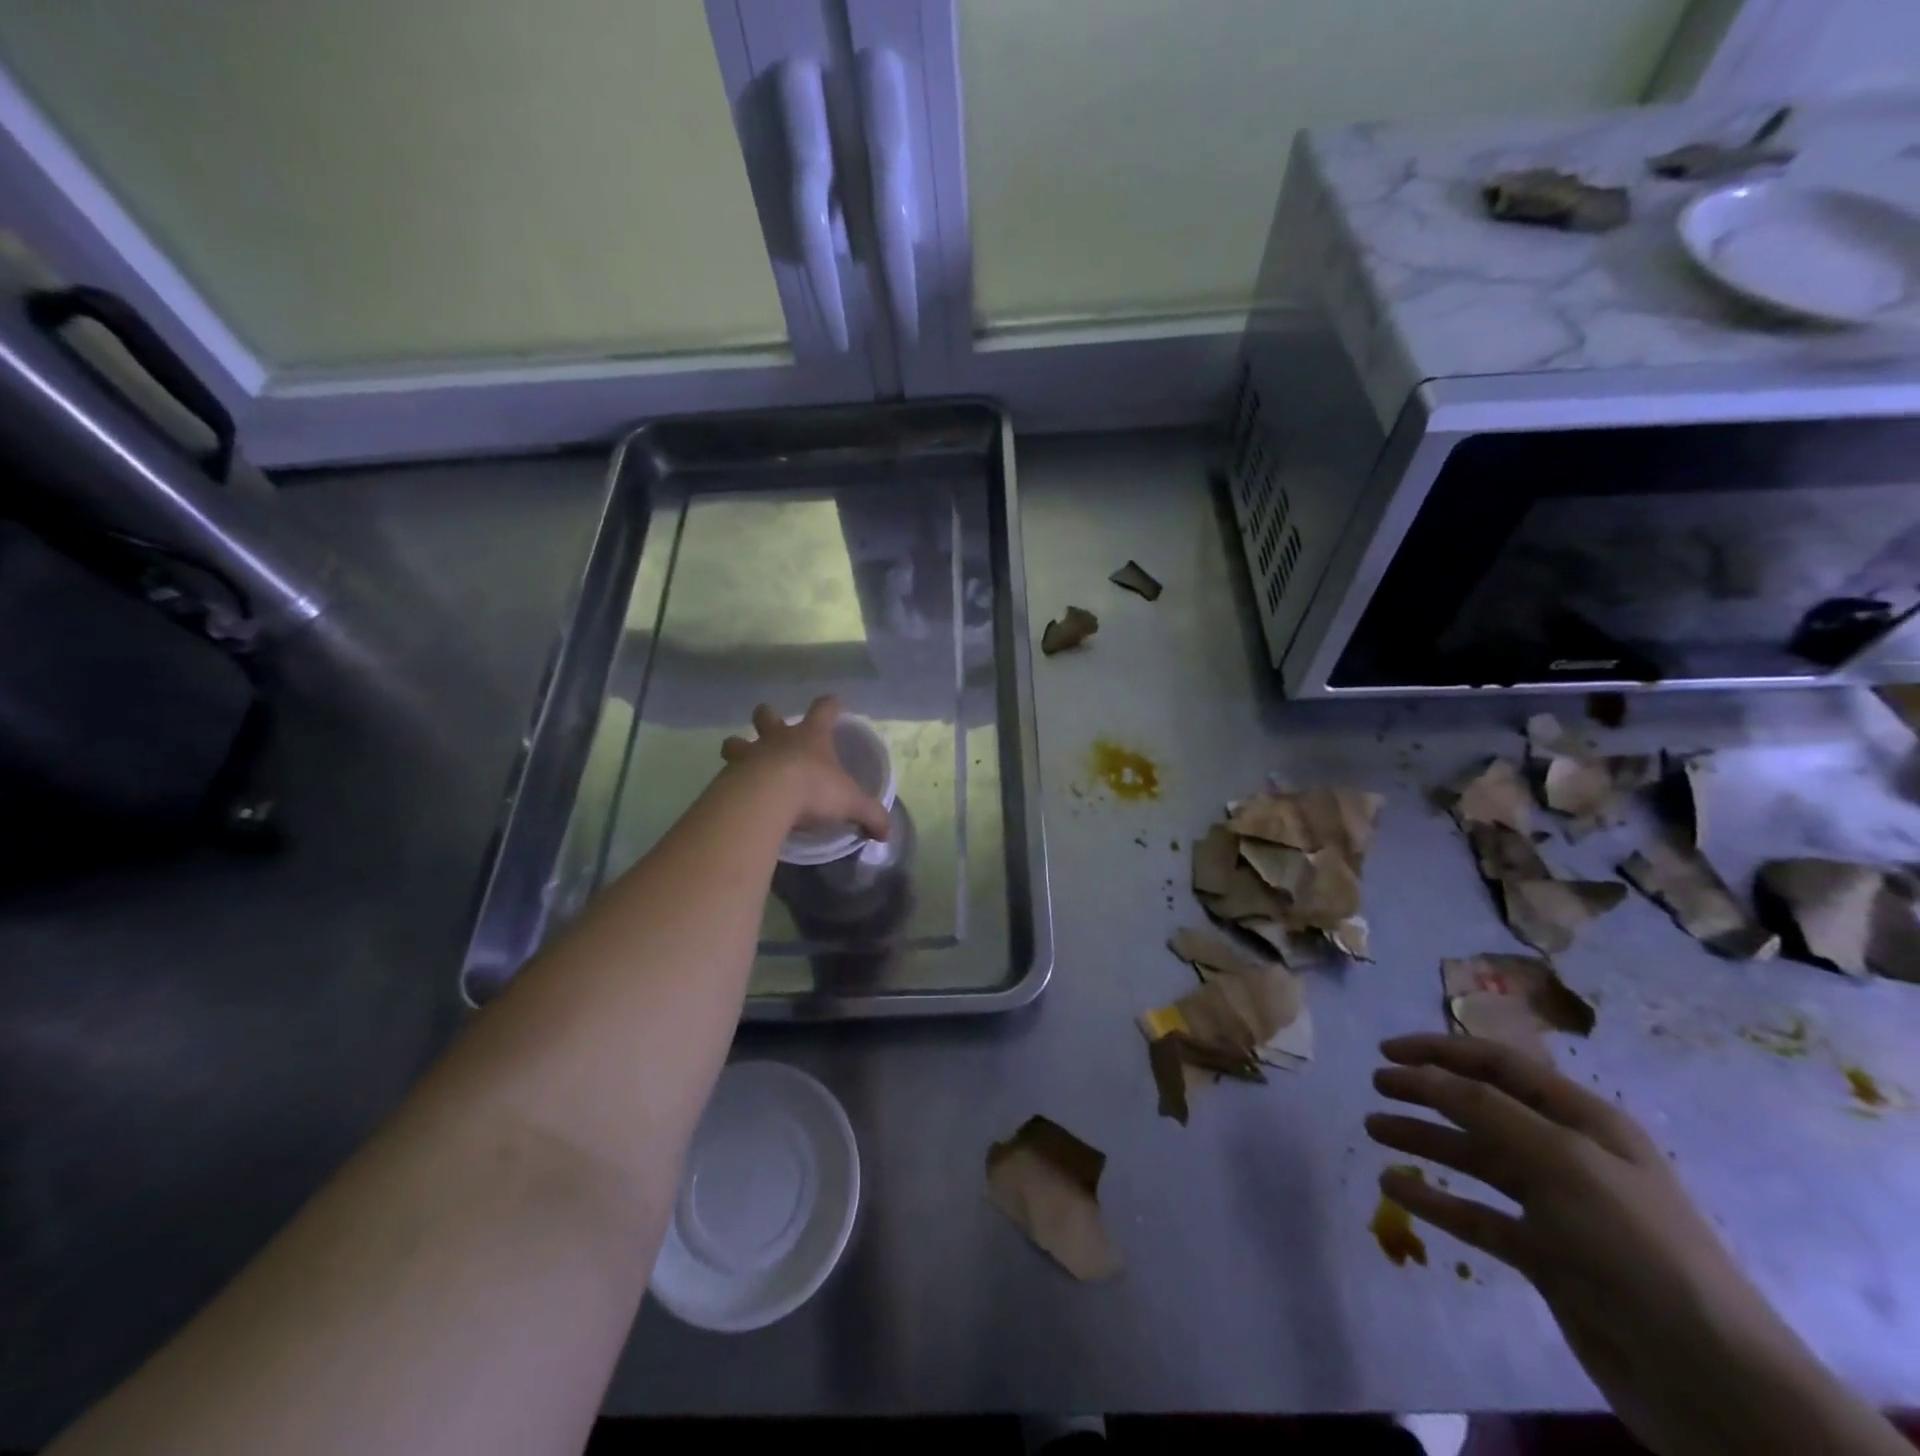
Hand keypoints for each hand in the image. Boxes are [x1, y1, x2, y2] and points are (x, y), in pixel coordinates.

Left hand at [720, 697, 890, 842]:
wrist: (765, 799)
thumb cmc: (813, 790)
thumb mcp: (851, 804)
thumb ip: (870, 815)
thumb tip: (886, 832)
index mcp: (812, 736)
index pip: (824, 709)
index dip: (831, 705)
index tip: (836, 704)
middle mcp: (778, 738)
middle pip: (767, 716)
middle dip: (768, 717)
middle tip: (771, 724)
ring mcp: (750, 754)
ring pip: (736, 741)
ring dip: (738, 746)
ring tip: (742, 758)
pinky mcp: (729, 776)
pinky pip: (726, 774)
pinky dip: (730, 781)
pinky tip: (735, 795)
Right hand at [1365, 1034, 1902, 1455]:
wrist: (1712, 1382)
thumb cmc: (1637, 1247)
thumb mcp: (1563, 1162)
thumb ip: (1486, 1110)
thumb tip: (1422, 1074)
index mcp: (1585, 1121)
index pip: (1499, 1065)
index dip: (1440, 1051)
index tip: (1386, 1051)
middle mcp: (1569, 1155)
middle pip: (1483, 1108)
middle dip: (1427, 1092)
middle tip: (1376, 1086)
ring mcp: (1559, 1208)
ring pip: (1475, 1159)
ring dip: (1425, 1141)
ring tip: (1373, 1130)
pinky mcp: (1547, 1257)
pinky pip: (1479, 1216)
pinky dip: (1438, 1202)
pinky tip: (1396, 1190)